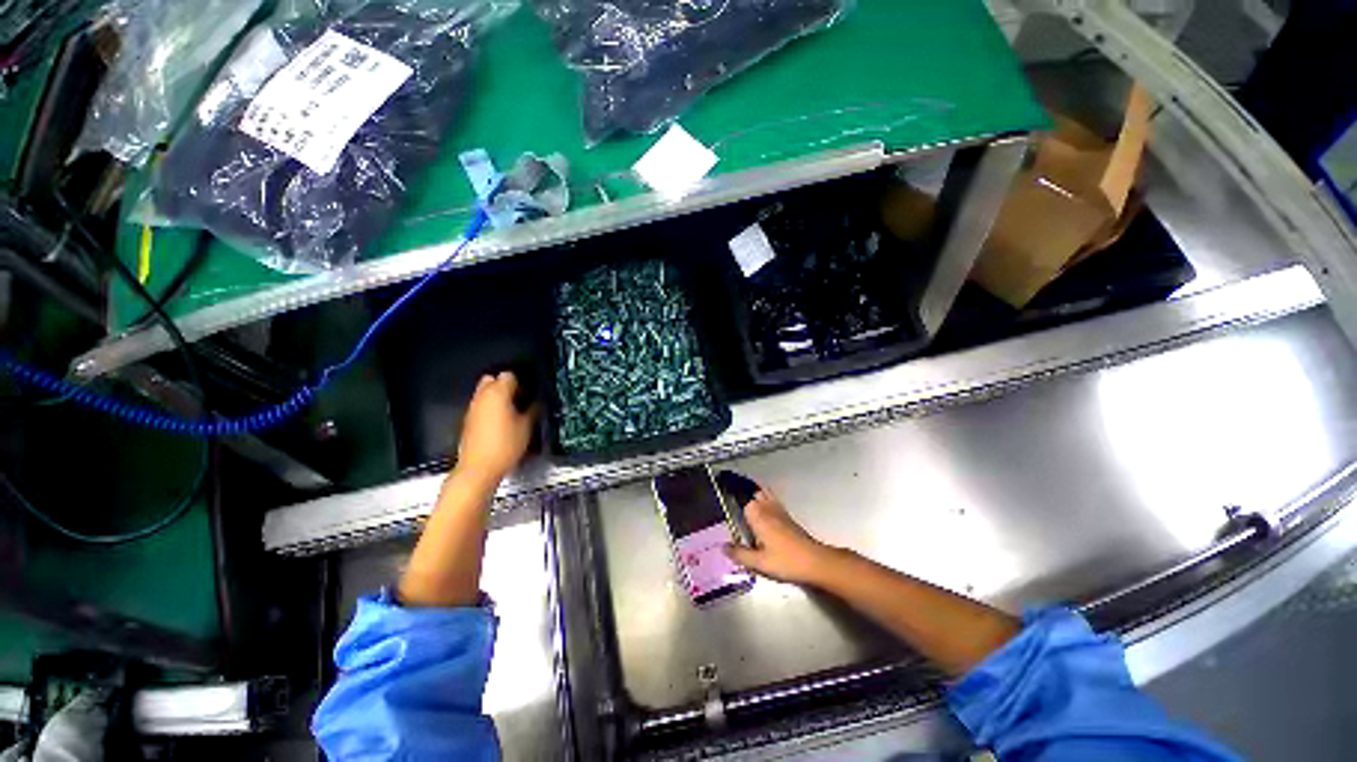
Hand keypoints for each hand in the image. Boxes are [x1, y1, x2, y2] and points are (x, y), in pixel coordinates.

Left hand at [456, 371, 536, 483]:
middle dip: (506, 386)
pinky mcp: (468, 420)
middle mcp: (482, 396)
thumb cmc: (506, 445)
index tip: (530, 394)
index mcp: (497, 393)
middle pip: (493, 379)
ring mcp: (472, 408)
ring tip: (512, 412)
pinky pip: (481, 405)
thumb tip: (536, 402)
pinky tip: (501, 423)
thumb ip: (533, 409)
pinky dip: (490, 408)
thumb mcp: (527, 427)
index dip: (522, 382)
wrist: (479, 469)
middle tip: (519, 399)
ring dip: (497, 397)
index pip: (509, 375)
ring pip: (485, 392)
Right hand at [726, 488, 838, 585]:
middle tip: (730, 491)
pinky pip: (772, 500)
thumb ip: (740, 554)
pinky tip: (762, 507)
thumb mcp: (759, 563)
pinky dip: (765, 498)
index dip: (731, 492)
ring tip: (744, 493)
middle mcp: (767, 508)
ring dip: (754, 492)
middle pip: (753, 492)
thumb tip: (723, 547)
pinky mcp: (787, 516)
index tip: (721, 486)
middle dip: (743, 490)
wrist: (815, 561)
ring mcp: (779, 510)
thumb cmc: (786, 561)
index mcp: (757, 515)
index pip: (741, 497)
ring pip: (764, 494)